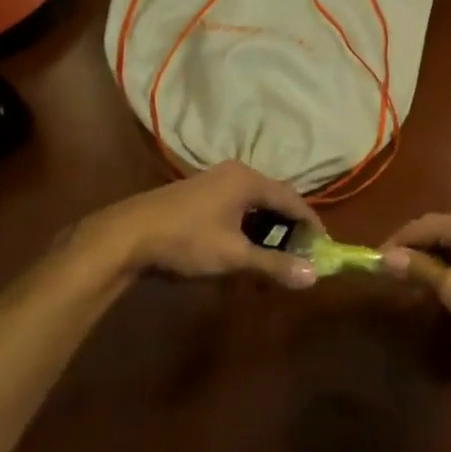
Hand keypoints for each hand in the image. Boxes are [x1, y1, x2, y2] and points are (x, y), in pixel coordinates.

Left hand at [73, 162, 320, 289]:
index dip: (310, 223)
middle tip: (299, 258)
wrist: (127, 236)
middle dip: (288, 230)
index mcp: (248, 180)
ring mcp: (215, 182)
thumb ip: (274, 265)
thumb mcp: (233, 256)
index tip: (323, 247)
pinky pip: (236, 209)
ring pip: (254, 206)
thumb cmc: (186, 240)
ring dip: (266, 232)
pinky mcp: (200, 195)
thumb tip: (313, 276)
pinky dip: (247, 229)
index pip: (292, 199)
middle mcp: (235, 174)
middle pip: (274, 200)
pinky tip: (242, 253)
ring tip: (272, 261)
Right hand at [379, 209, 450, 358]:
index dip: (393, 244)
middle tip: (388, 273)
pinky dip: (446, 262)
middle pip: (432, 230)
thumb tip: (383, 257)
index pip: (417, 226)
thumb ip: (419, 270)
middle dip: (409, 250)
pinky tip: (440, 281)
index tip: (371, 263)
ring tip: (409, 279)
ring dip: (427, 257)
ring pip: (447, 240)